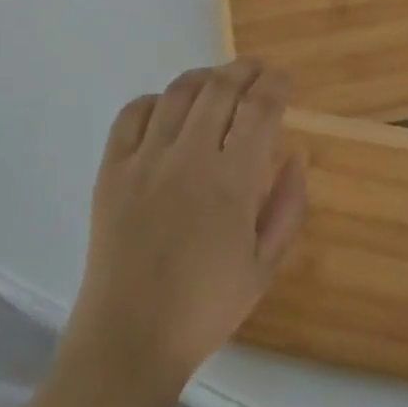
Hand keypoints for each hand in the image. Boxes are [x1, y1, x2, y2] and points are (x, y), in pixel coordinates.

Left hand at [67, 60, 308, 392]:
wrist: (130, 336)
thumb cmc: (206, 307)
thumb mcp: (265, 265)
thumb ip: (288, 206)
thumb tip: (296, 155)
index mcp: (232, 182)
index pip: (260, 108)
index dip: (276, 83)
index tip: (285, 78)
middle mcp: (189, 157)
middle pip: (220, 88)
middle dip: (245, 69)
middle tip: (258, 69)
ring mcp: (145, 159)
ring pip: (178, 93)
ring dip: (204, 77)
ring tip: (218, 81)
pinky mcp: (112, 169)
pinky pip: (133, 114)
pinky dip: (156, 100)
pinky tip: (168, 109)